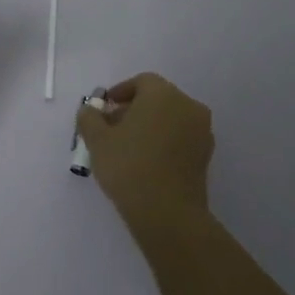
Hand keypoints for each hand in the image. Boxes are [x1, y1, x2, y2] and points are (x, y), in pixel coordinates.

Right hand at [76, 72, 215, 234]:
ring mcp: (201, 131)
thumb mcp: (97, 140)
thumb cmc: (129, 166)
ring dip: (150, 126)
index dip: (120, 92)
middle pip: (158, 99)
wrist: (167, 212)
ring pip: (171, 119)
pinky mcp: (205, 155)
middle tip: (112, 129)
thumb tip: (90, 111)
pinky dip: (164, 142)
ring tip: (127, 147)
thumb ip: (89, 118)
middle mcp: (188, 106)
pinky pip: (181, 138)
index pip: (142, 82)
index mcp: (163, 94)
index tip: (104, 109)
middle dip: (134, 109)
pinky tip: (146, 161)